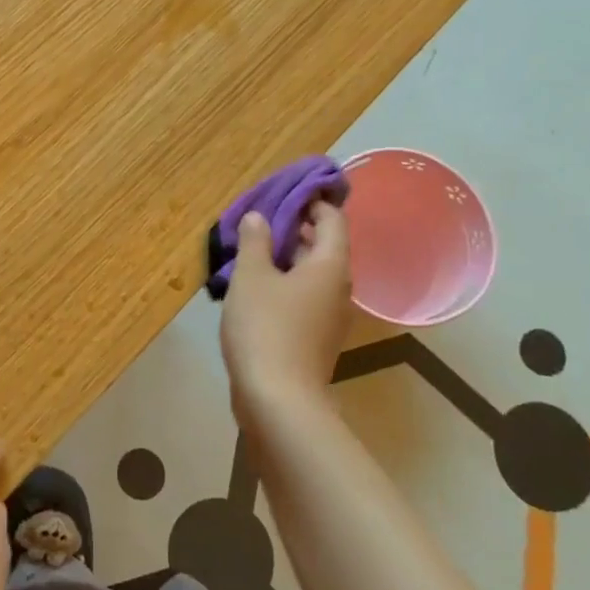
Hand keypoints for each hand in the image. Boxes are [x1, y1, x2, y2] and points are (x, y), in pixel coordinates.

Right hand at [219, 200, 352, 421]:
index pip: (333, 219)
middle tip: (263, 217)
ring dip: (290, 258)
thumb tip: (259, 217)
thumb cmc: (265, 327)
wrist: (278, 399)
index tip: (288, 190)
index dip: (313, 201)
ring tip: (255, 248)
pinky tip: (258, 287)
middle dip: (297, 228)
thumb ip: (255, 242)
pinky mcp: (316, 338)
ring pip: (314, 274)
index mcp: (330, 265)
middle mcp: (338, 288)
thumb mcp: (251, 277)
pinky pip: (306, 297)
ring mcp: (330, 317)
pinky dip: (287, 284)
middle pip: (325, 246)